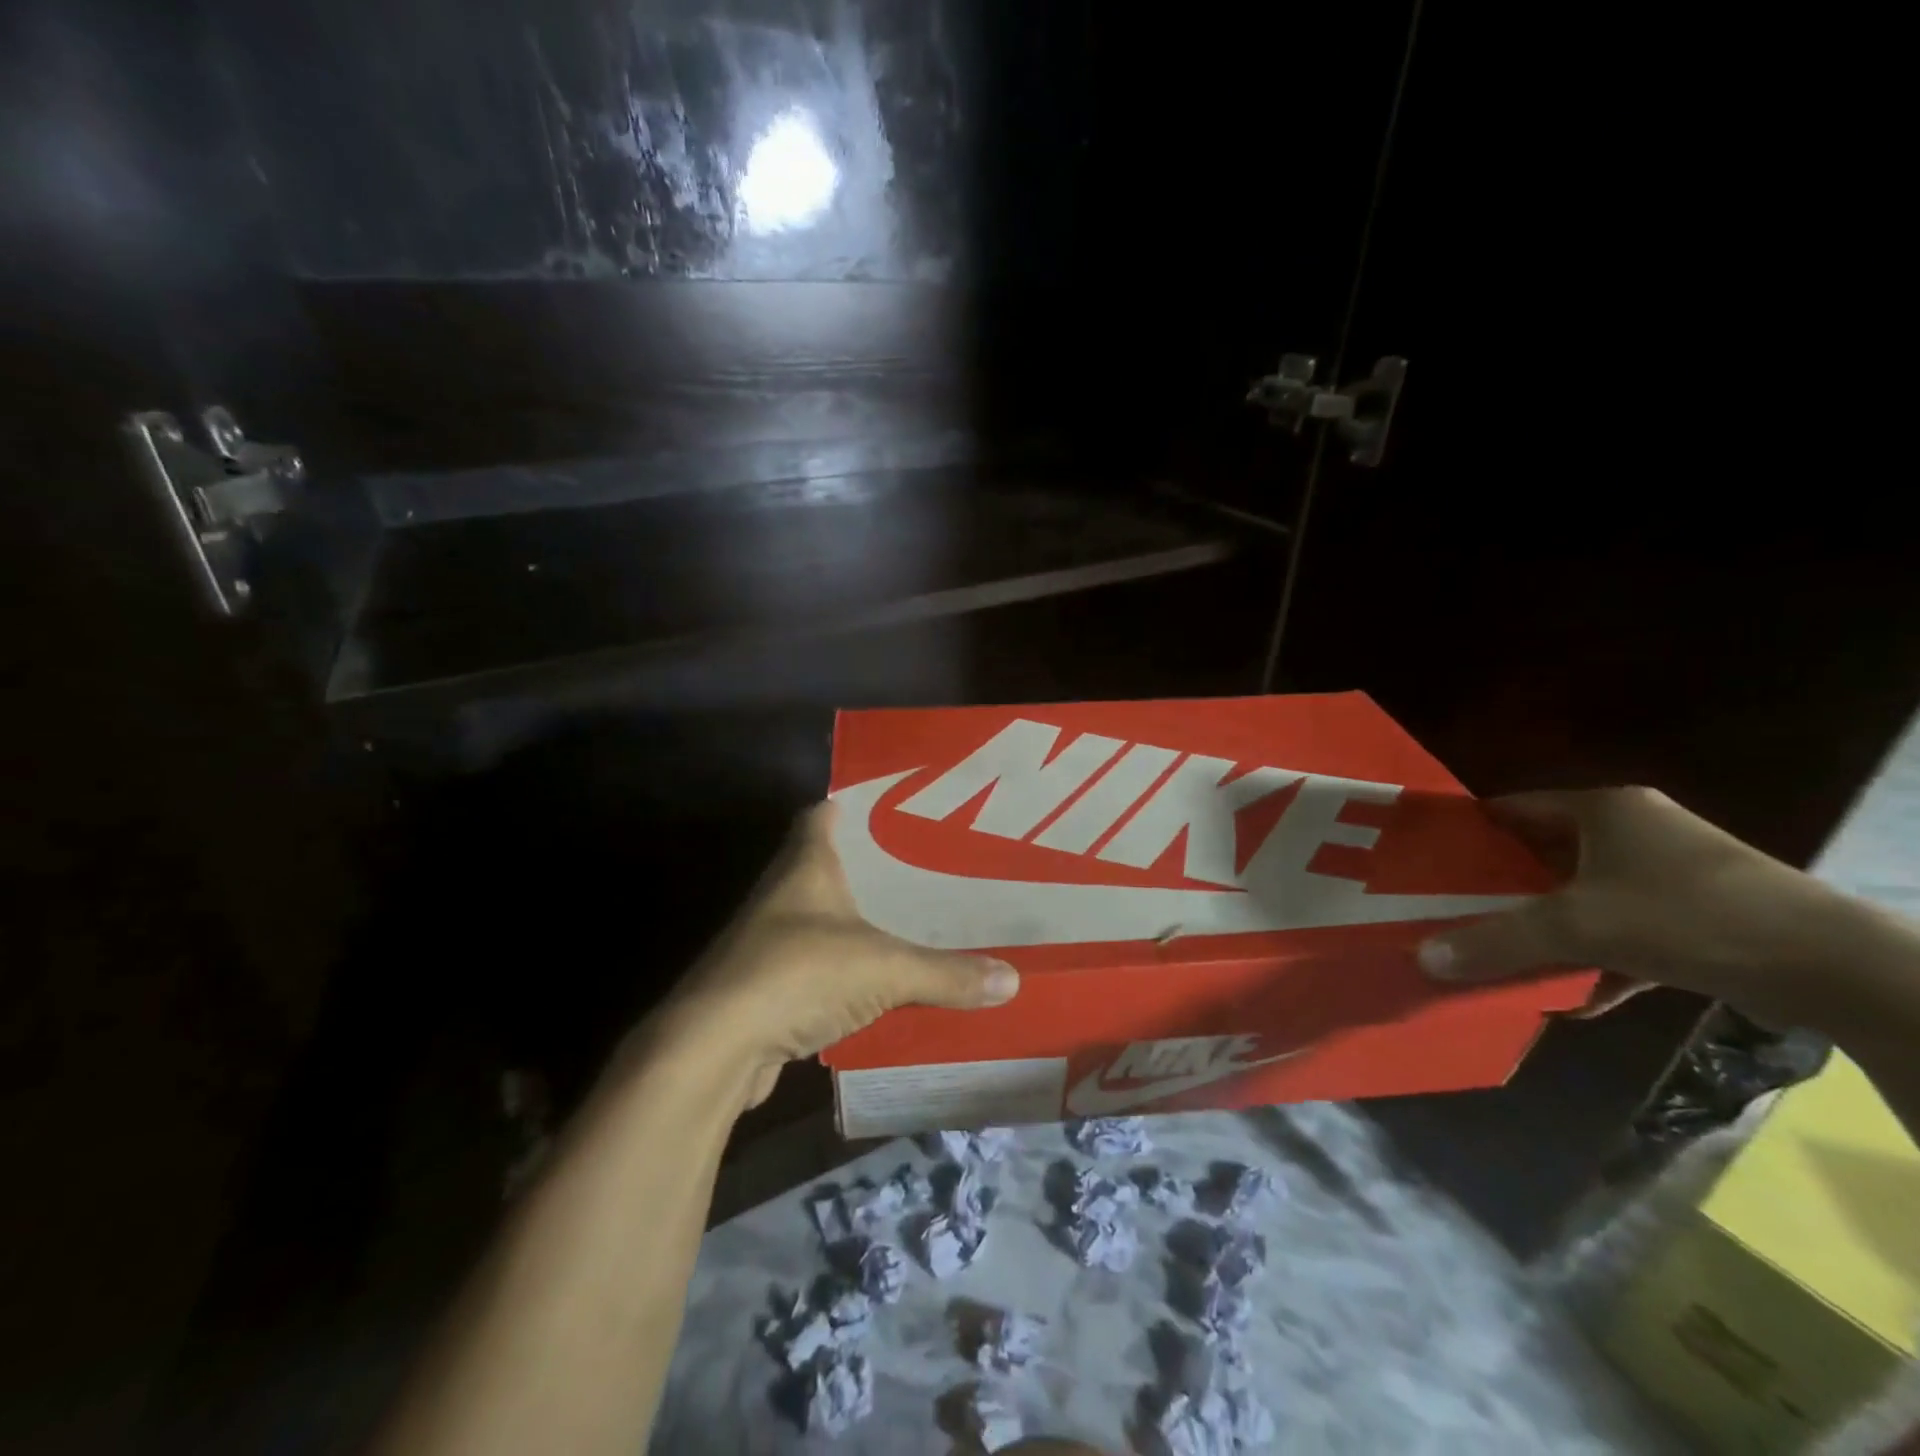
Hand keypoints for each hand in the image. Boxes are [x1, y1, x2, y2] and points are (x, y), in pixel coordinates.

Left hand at [664, 803, 1019, 1105]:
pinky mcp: (764, 989)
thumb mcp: (884, 968)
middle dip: (866, 868)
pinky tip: (876, 985)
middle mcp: (781, 895)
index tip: (892, 808)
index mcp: (805, 867)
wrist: (715, 1047)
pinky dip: (841, 971)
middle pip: (823, 866)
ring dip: (853, 922)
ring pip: (818, 919)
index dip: (851, 806)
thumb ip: (946, 973)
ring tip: (907, 923)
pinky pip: (813, 968)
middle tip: (921, 870)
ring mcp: (766, 943)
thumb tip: (1013, 979)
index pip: (822, 815)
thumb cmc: (798, 974)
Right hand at [1417, 786, 1840, 1025]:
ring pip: (1585, 896)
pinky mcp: (1702, 916)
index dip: (1470, 831)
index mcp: (1603, 809)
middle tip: (1451, 911)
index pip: (1514, 808)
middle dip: (1502, 888)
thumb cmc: (1688, 916)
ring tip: (1501, 953)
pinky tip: (1574, 997)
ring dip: (1548, 928)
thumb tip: (1423, 958)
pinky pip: (1627, 931)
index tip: (1430, 861)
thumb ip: (1498, 941)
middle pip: (1546, 855)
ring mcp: (1672, 874)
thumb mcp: (1578, 928)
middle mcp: (1635, 831)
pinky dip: (1598, 959)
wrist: (1836, 968)